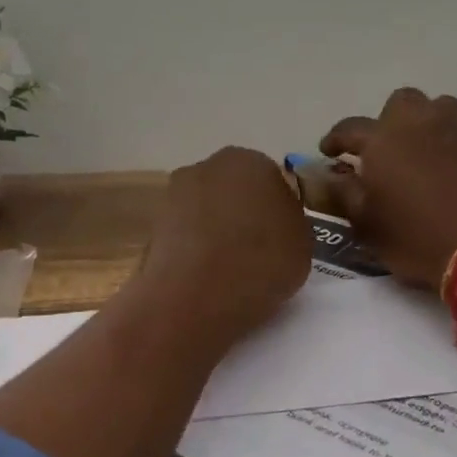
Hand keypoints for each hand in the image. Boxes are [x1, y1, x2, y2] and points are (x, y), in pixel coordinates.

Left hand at [137, 147, 311, 342]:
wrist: (198, 295)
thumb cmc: (262, 262)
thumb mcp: (303, 243)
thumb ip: (289, 222)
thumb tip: (274, 222)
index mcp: (251, 161)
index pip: (270, 180)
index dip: (276, 211)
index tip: (280, 238)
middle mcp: (208, 166)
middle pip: (232, 190)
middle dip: (241, 214)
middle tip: (254, 251)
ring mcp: (174, 194)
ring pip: (205, 211)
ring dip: (214, 230)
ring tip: (227, 269)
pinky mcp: (153, 225)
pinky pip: (184, 234)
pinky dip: (193, 249)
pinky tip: (203, 276)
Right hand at [322, 89, 456, 289]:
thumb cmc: (417, 238)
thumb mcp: (367, 225)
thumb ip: (344, 194)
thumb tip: (328, 175)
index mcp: (382, 140)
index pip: (349, 128)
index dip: (335, 139)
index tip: (329, 152)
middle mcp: (420, 124)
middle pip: (401, 102)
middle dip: (389, 121)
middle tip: (385, 149)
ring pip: (439, 107)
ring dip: (427, 122)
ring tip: (423, 149)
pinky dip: (456, 143)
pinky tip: (456, 167)